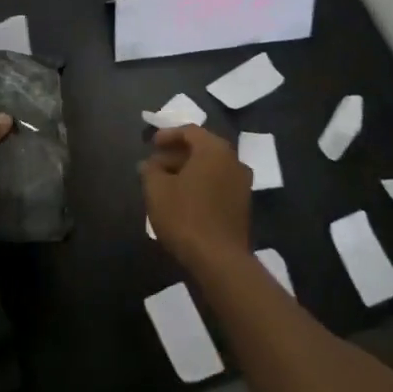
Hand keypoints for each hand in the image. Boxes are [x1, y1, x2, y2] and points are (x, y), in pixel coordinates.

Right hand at [141, 126, 251, 275]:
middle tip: (156, 164)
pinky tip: (184, 199)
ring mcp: (242, 184)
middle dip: (177, 154)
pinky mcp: (243, 206)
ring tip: (166, 183)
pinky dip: (201, 185)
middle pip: (202, 148)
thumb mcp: (156, 190)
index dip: (168, 135)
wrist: (219, 260)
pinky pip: (219, 184)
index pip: (190, 131)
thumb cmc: (185, 216)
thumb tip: (149, 164)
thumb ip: (150, 170)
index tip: (151, 144)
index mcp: (214, 149)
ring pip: (211, 168)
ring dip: (189, 170)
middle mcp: (233, 161)